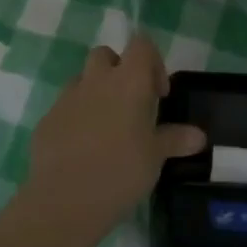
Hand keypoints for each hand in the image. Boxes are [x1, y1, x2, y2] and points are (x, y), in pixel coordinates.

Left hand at [28, 35, 205, 227]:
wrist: (63, 201)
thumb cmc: (120, 172)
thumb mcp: (155, 158)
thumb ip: (175, 140)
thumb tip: (199, 136)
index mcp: (128, 81)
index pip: (141, 44)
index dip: (153, 61)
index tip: (158, 94)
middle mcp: (96, 80)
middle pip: (106, 55)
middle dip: (119, 71)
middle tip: (131, 105)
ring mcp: (67, 99)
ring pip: (82, 80)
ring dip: (96, 94)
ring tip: (106, 129)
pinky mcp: (46, 121)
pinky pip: (65, 109)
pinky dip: (75, 119)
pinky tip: (82, 151)